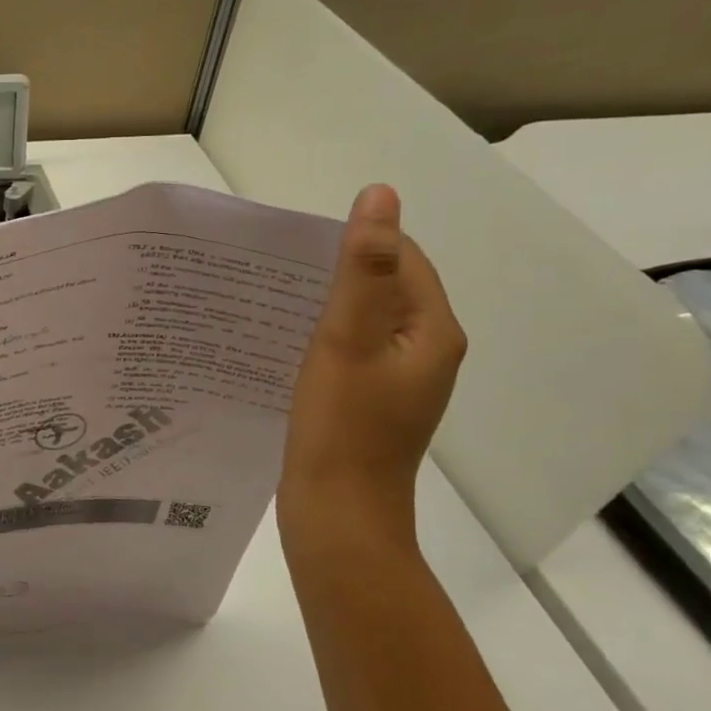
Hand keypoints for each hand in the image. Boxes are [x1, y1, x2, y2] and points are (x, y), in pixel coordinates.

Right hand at [276, 185, 465, 539]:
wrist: (338, 516)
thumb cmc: (342, 426)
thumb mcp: (347, 338)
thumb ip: (362, 268)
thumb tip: (380, 195)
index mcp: (432, 332)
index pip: (404, 260)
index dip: (356, 246)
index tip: (298, 252)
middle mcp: (427, 353)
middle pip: (386, 290)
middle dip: (338, 276)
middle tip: (279, 277)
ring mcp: (402, 383)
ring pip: (368, 323)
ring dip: (329, 308)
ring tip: (277, 306)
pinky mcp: (375, 405)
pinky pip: (355, 353)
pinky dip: (327, 340)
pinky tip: (289, 347)